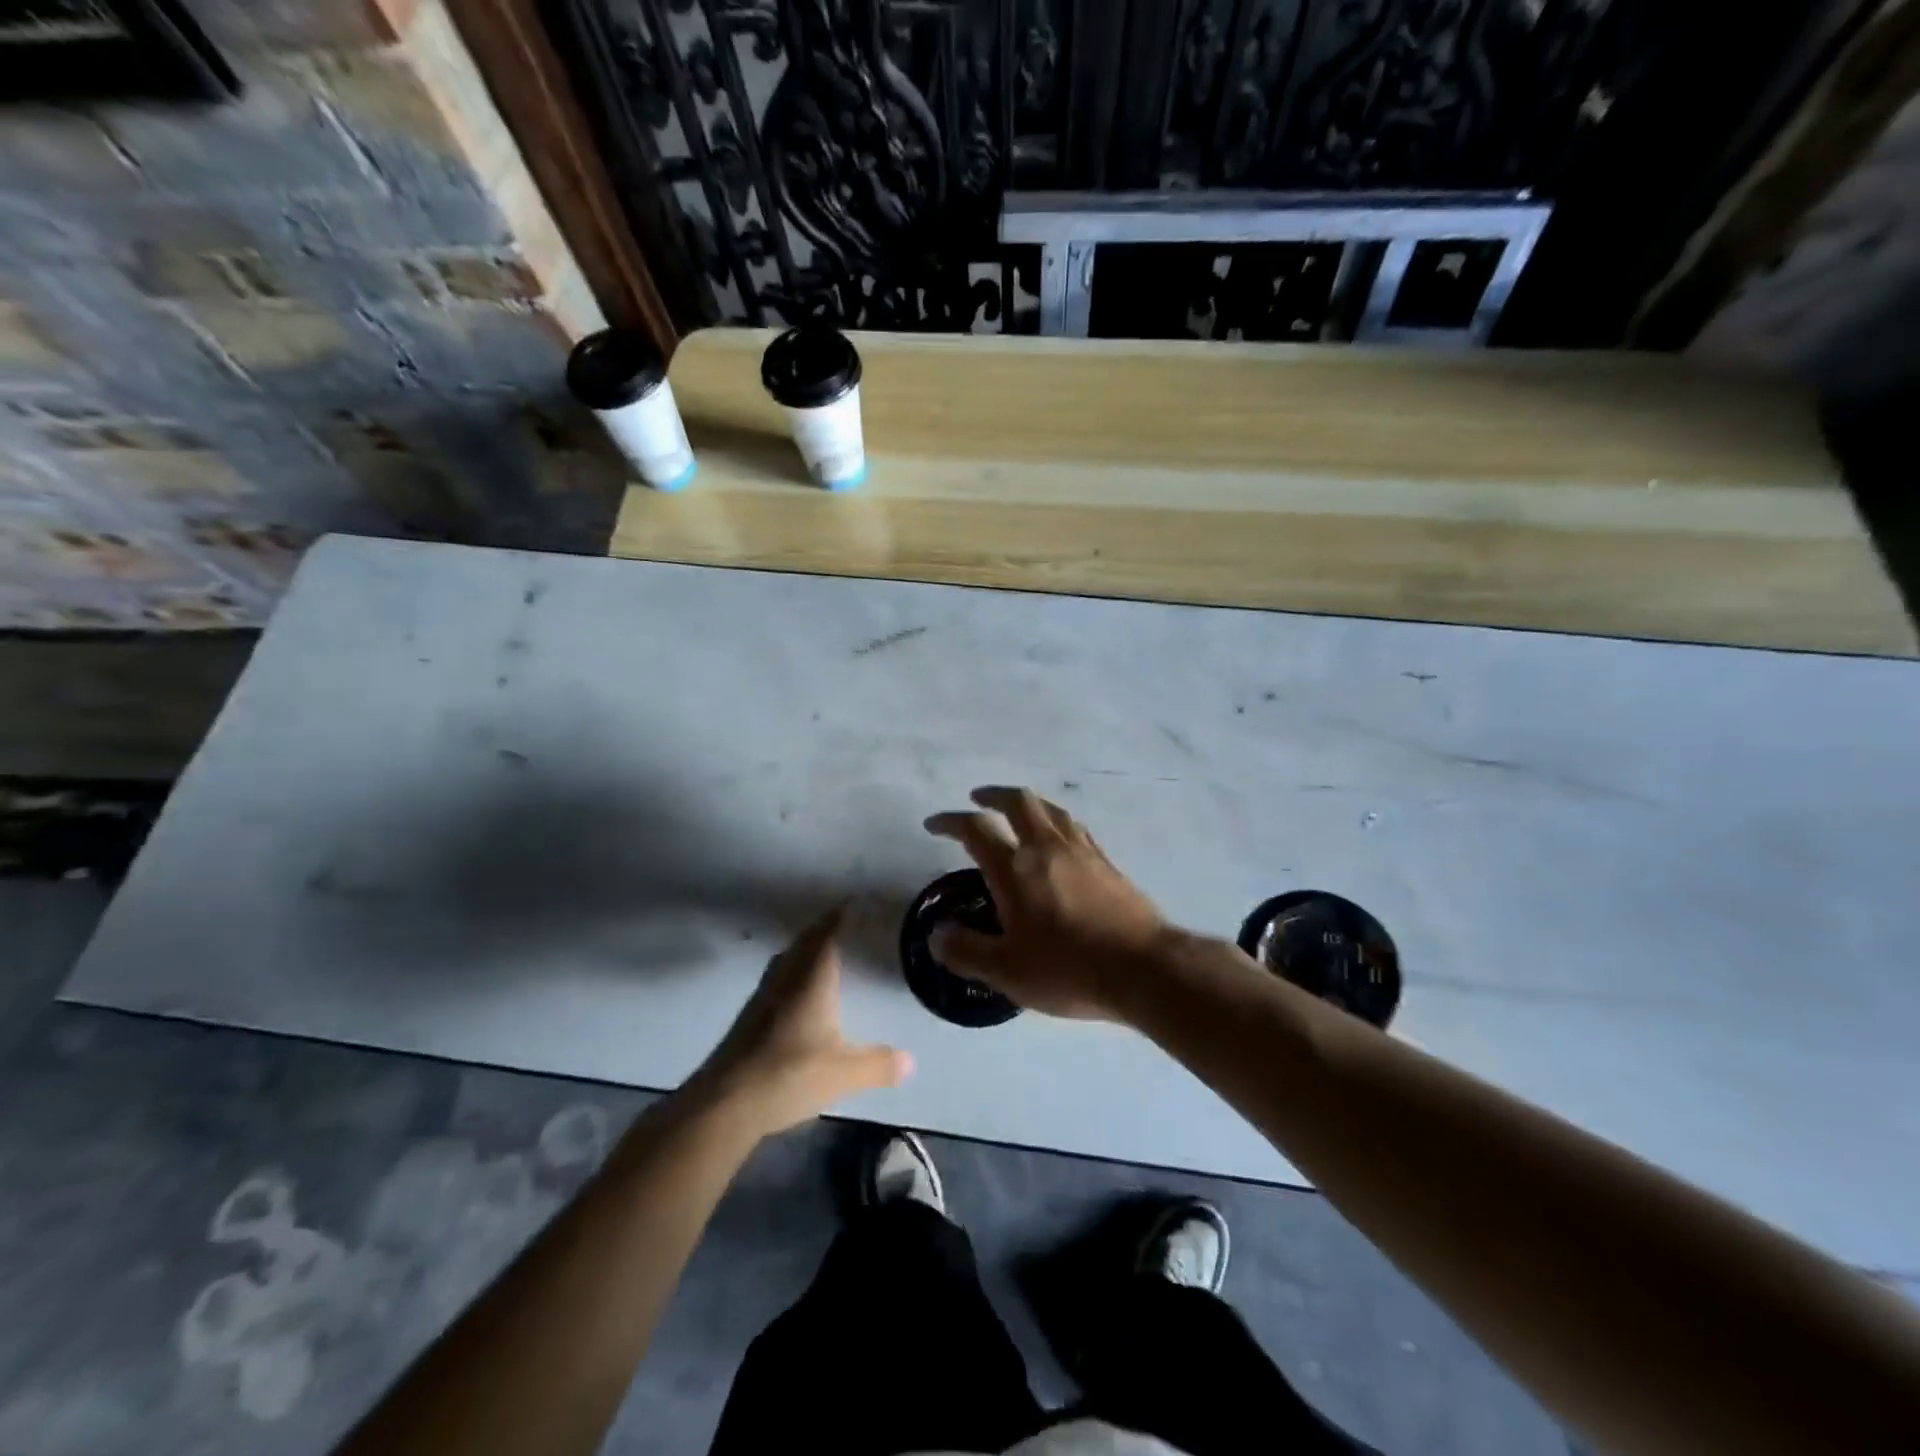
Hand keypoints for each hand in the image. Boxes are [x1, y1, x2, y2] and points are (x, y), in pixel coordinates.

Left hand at [685, 907, 912, 1137]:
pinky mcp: (748, 1018)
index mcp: (810, 979)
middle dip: (822, 930)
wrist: (724, 1102)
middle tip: (841, 924)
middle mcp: (785, 979)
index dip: (838, 918)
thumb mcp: (843, 1073)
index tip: (851, 903)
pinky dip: (790, 973)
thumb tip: (911, 1062)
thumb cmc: (789, 1074)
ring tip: (821, 953)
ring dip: (803, 950)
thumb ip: (878, 1065)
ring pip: (786, 961)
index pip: (826, 935)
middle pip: (804, 943)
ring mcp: (762, 997)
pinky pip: (775, 980)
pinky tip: (797, 994)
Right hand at [924, 787, 1171, 1020]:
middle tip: (978, 799)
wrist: (1143, 968)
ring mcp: (1082, 852)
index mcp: (1015, 868)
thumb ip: (966, 951)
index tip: (934, 824)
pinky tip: (1061, 840)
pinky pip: (1076, 829)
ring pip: (1052, 810)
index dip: (950, 821)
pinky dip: (1057, 823)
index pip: (976, 829)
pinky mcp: (1108, 864)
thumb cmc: (1068, 969)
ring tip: (1019, 812)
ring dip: (1028, 804)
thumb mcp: (1006, 971)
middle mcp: (1047, 849)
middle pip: (1018, 802)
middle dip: (993, 795)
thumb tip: (937, 935)